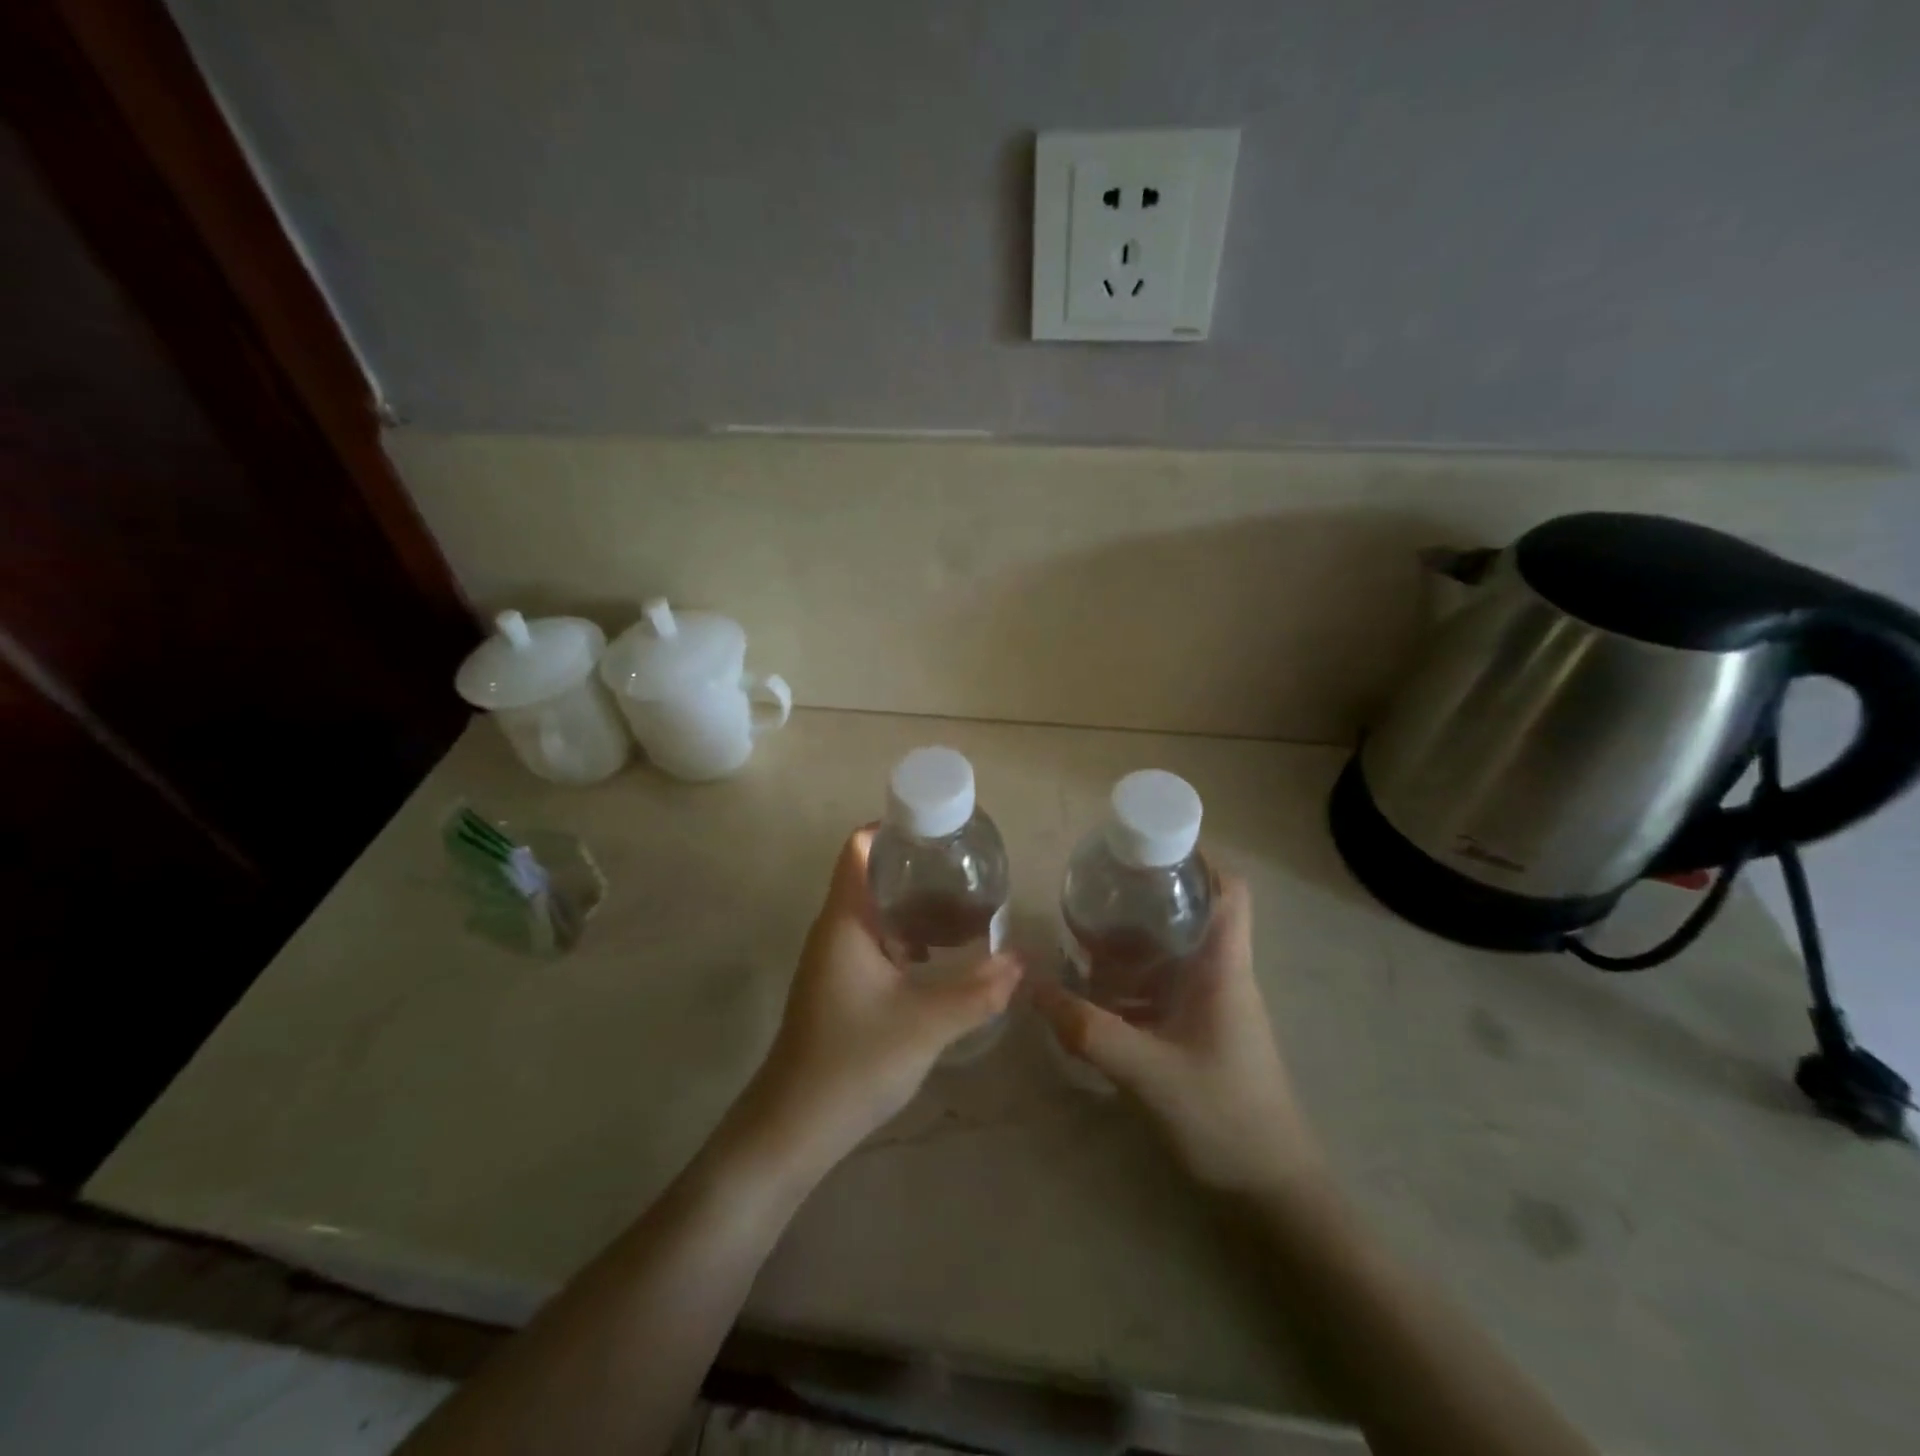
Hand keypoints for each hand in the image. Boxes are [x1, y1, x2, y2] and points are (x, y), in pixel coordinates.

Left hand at [737, 828, 1021, 1176]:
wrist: (793, 1128)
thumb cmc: (854, 1062)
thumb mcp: (926, 1024)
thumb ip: (978, 991)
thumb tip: (1022, 960)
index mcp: (845, 920)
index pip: (859, 848)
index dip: (894, 827)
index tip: (939, 829)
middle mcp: (834, 929)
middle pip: (872, 875)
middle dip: (917, 868)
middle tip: (967, 868)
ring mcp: (833, 959)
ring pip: (875, 912)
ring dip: (913, 905)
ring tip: (963, 905)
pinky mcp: (838, 985)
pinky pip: (874, 941)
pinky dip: (905, 936)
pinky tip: (938, 956)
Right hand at [1034, 875, 1322, 1198]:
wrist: (1272, 1190)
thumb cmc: (1225, 1118)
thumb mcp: (1149, 1074)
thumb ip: (1090, 1032)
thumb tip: (1033, 990)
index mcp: (1224, 969)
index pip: (1230, 891)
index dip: (1200, 858)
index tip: (1150, 846)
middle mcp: (1222, 975)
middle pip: (1193, 913)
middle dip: (1148, 895)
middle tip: (1099, 886)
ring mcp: (1214, 1005)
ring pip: (1175, 951)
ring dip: (1136, 940)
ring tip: (1086, 930)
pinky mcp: (1202, 1031)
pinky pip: (1166, 986)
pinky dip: (1134, 979)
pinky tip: (1096, 991)